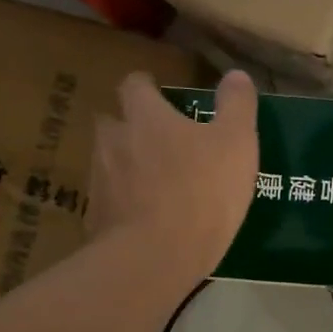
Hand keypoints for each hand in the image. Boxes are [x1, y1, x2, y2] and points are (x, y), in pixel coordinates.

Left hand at [87, 71, 259, 285]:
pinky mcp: (96, 218)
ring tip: (152, 184)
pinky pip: (109, 201)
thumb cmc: (202, 190)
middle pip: (112, 122)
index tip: (160, 96)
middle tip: (156, 141)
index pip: (134, 85)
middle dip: (129, 127)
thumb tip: (236, 74)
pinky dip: (123, 204)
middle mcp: (113, 141)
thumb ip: (236, 105)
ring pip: (107, 162)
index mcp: (145, 117)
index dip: (146, 88)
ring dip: (125, 166)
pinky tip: (144, 220)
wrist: (156, 256)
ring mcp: (100, 181)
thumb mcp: (236, 143)